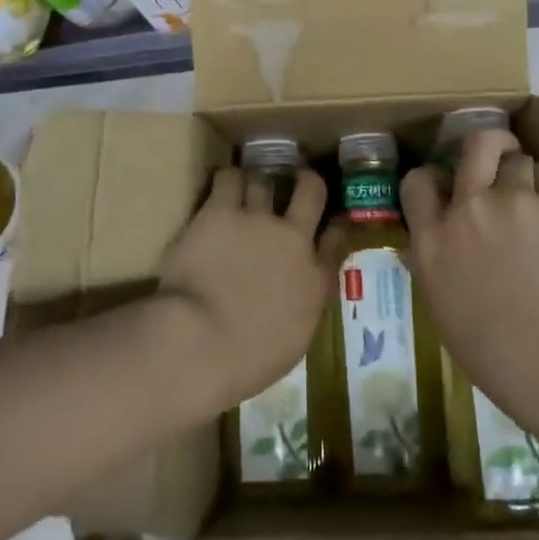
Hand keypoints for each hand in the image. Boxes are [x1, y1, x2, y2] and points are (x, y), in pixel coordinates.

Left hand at [157, 166, 340, 413]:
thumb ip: (303, 307)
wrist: (201, 341)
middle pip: (311, 193)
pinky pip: (229, 179)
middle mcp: (293, 239)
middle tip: (300, 178)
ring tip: (251, 184)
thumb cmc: (247, 361)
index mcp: (314, 279)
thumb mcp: (293, 342)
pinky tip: (224, 184)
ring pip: (266, 180)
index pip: (336, 239)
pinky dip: (229, 179)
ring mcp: (258, 219)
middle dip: (307, 182)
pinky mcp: (221, 210)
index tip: (331, 222)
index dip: (334, 226)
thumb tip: (301, 293)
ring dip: (260, 182)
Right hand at [401, 130, 538, 434]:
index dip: (431, 179)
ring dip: (524, 174)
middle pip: (474, 144)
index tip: (445, 188)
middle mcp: (469, 208)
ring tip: (536, 199)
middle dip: (487, 145)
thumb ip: (432, 271)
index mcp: (433, 242)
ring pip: (518, 158)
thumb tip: (417, 251)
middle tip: (497, 159)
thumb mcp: (446, 317)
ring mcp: (514, 200)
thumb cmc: (499, 358)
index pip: (417, 182)